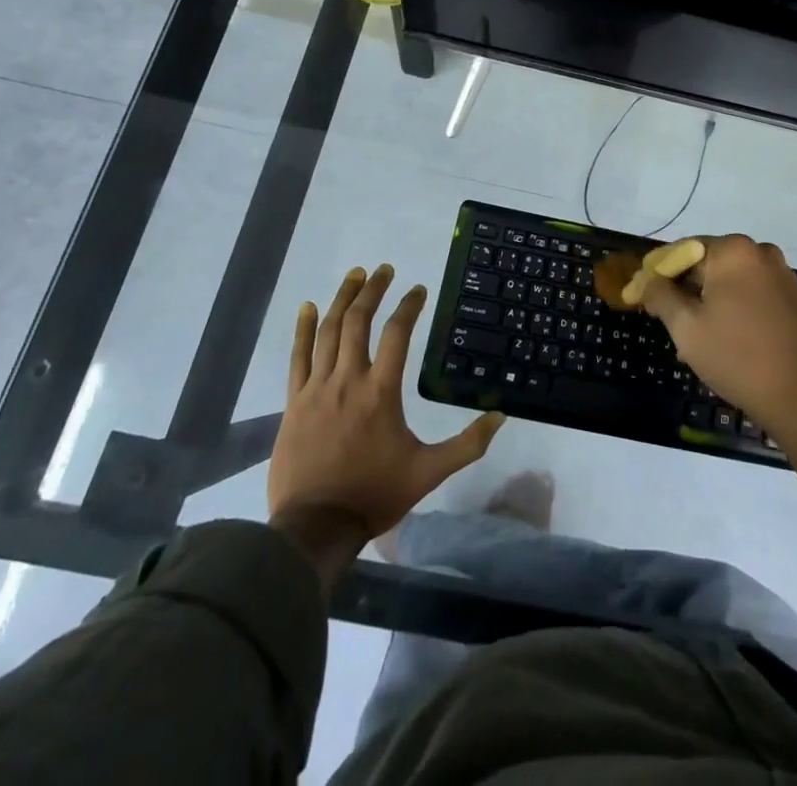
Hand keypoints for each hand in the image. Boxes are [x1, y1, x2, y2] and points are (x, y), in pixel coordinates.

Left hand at [268, 265, 504, 540]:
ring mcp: (317, 388)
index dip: (409, 307)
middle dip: (372, 290)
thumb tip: (501, 416)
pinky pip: (298, 356)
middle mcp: (348, 380)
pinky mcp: (295, 402)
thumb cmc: (374, 496)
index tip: (418, 289)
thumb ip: (467, 444)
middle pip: (358, 321)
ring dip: (343, 299)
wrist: (314, 527)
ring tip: (355, 275)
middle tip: (384, 269)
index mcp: (381, 392)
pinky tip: (309, 306)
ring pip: (329, 331)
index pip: (396, 334)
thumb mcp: (428, 472)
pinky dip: (304, 328)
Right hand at [636, 235, 796, 440]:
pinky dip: (734, 309)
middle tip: (668, 322)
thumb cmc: (738, 357)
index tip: (641, 297)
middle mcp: (760, 252)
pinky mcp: (795, 298)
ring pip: (730, 281)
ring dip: (709, 301)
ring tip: (696, 339)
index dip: (658, 274)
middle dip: (685, 289)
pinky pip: (753, 294)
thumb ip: (660, 296)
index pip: (681, 251)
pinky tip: (727, 340)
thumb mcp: (687, 328)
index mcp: (732, 250)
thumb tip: (648, 281)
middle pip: (707, 263)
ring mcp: (782, 274)